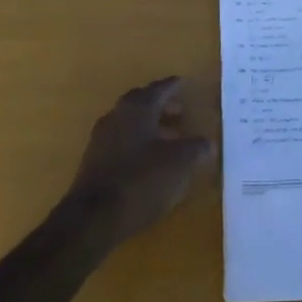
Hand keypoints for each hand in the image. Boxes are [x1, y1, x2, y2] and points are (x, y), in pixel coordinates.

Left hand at [64, 77, 213, 245]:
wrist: (93, 218)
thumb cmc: (141, 181)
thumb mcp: (180, 163)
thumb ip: (196, 148)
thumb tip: (208, 142)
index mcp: (137, 109)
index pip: (158, 89)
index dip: (173, 86)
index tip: (184, 83)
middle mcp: (116, 116)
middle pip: (141, 103)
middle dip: (161, 105)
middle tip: (180, 112)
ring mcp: (101, 139)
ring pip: (130, 123)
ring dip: (151, 126)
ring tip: (171, 139)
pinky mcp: (94, 162)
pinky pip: (122, 142)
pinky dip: (139, 144)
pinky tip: (151, 161)